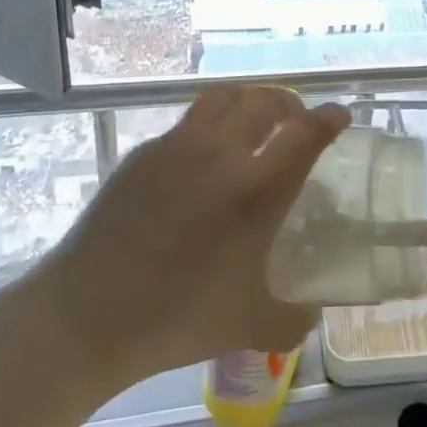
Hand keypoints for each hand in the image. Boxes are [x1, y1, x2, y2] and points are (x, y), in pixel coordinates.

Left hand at [38, 87, 349, 386]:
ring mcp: (177, 147)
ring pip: (223, 99)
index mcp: (255, 192)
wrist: (86, 314)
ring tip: (255, 120)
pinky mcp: (144, 153)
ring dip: (249, 101)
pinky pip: (188, 123)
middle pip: (264, 103)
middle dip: (289, 103)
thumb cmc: (176, 318)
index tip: (340, 115)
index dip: (328, 120)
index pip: (304, 135)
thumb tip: (313, 313)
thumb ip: (292, 319)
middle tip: (297, 120)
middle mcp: (219, 155)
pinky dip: (211, 124)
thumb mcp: (248, 327)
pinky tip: (204, 157)